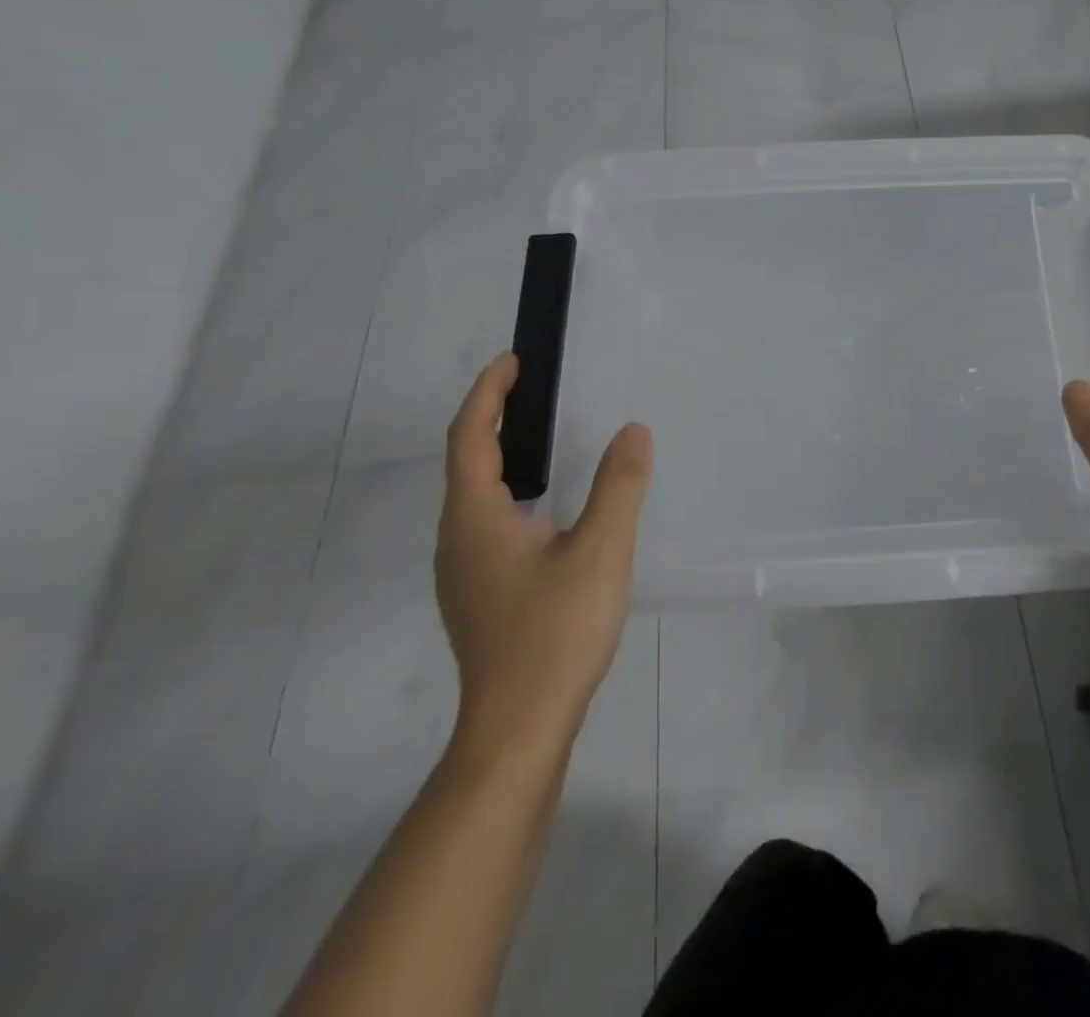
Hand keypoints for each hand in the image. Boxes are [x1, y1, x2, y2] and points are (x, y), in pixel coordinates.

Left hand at [436, 354, 652, 768]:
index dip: (489, 393)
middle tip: (532, 392)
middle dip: (493, 419)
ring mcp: (463, 573)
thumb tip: (632, 431)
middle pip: (466, 463)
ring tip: (540, 442)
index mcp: (475, 518)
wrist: (519, 729)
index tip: (513, 360)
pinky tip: (545, 513)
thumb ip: (619, 485)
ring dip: (500, 458)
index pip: (471, 436)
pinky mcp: (478, 598)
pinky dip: (508, 494)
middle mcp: (456, 539)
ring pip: (474, 498)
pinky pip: (486, 525)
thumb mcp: (601, 549)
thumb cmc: (555, 631)